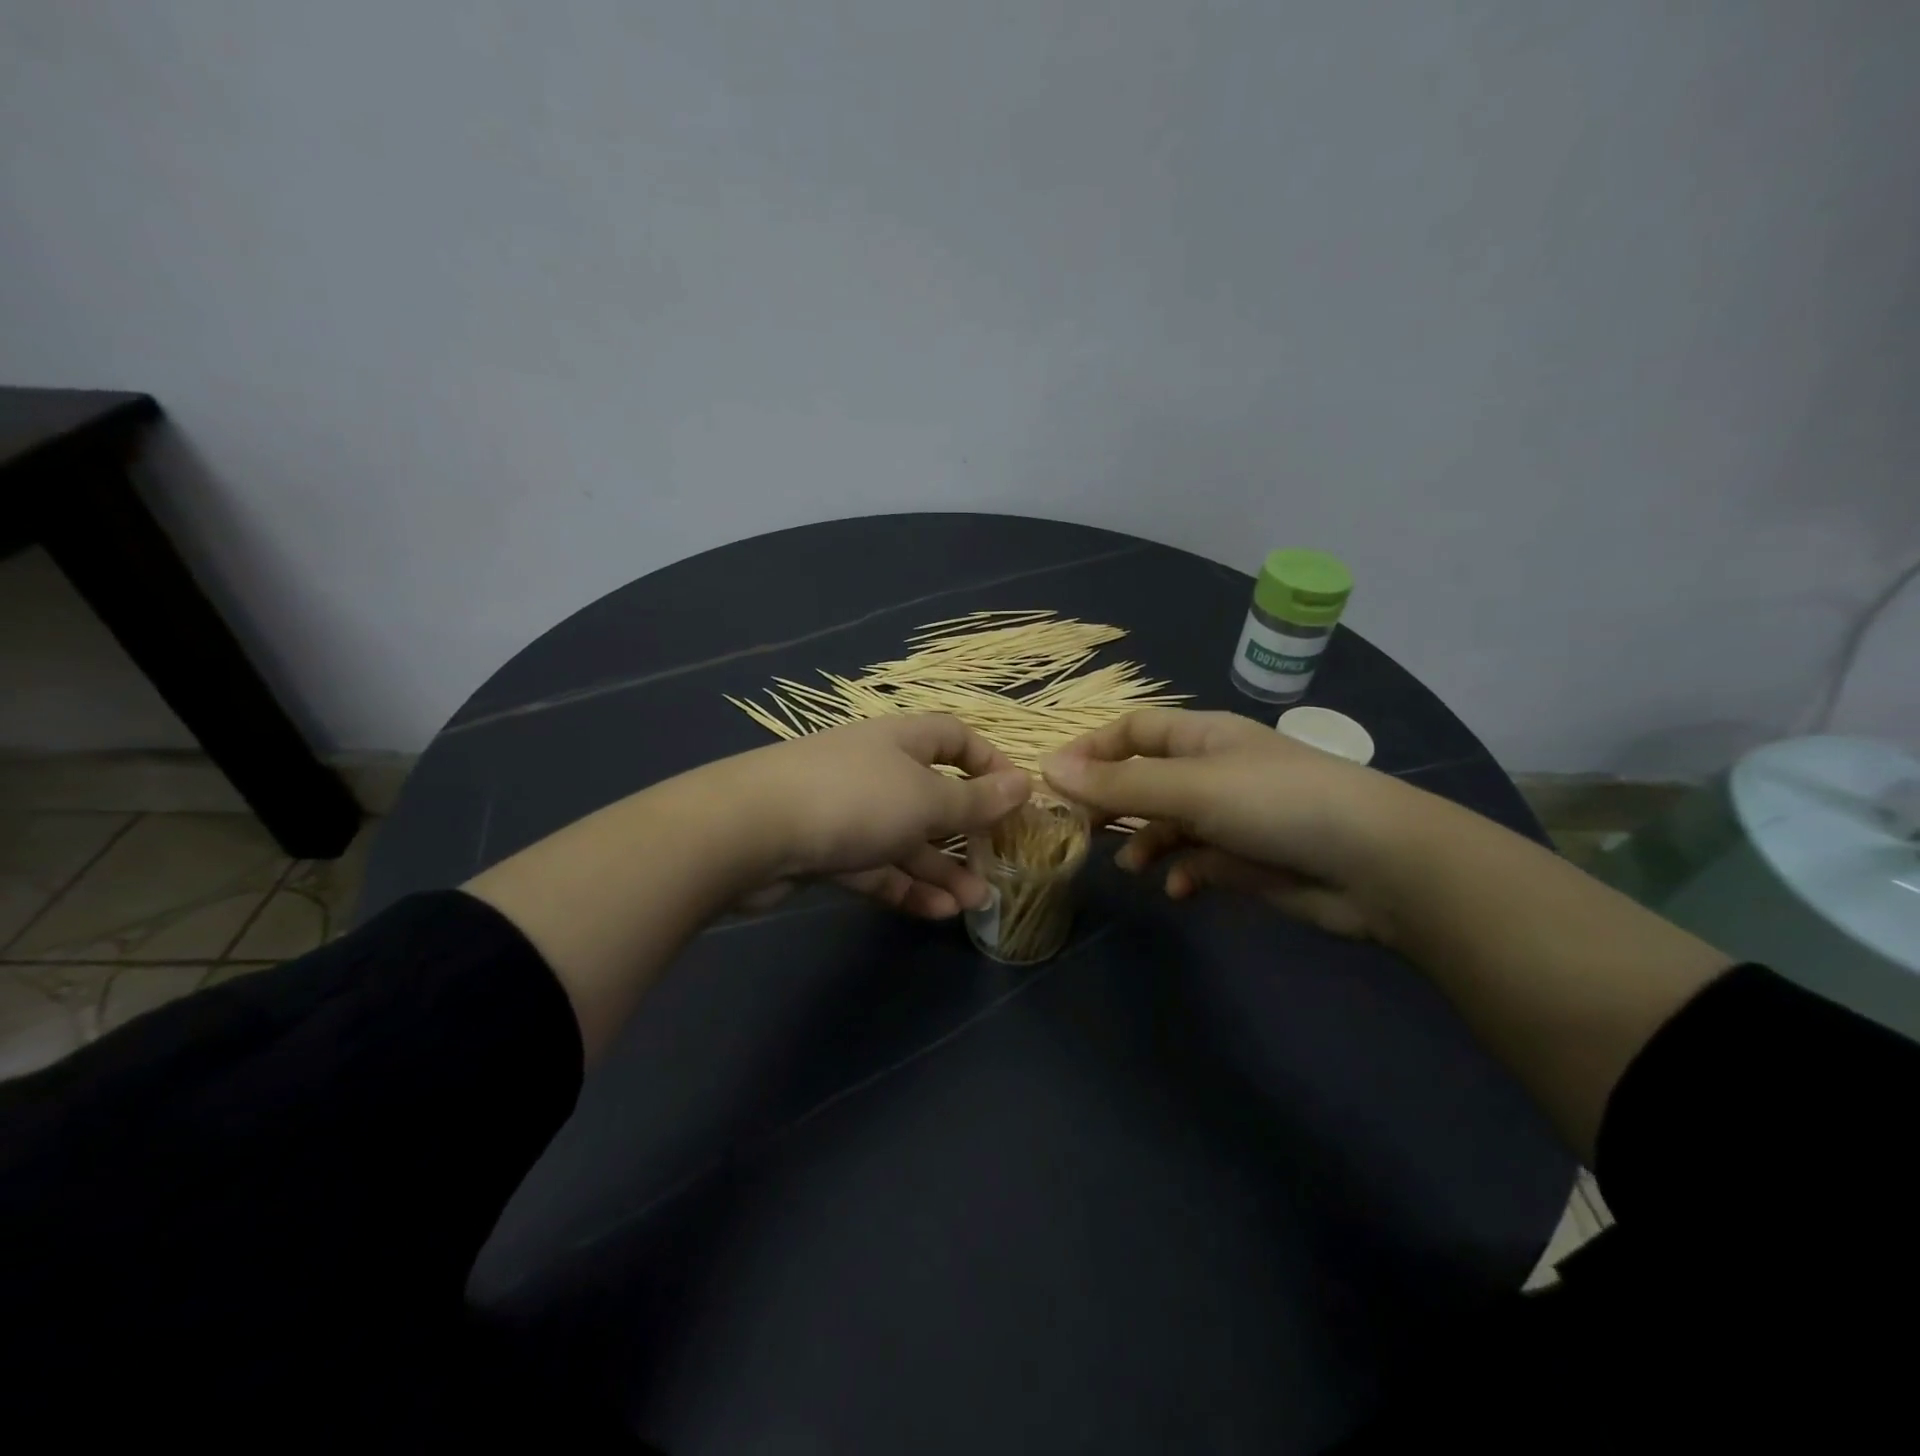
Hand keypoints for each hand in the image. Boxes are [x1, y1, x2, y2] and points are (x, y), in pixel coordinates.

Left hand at [728, 714, 1030, 919]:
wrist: (749, 832)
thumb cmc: (854, 800)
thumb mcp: (927, 801)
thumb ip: (976, 801)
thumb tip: (1023, 784)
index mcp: (901, 741)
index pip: (955, 738)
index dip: (989, 763)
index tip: (1016, 798)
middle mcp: (875, 769)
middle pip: (932, 795)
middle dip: (967, 832)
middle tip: (997, 866)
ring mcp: (847, 810)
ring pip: (905, 838)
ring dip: (940, 869)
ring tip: (973, 902)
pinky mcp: (824, 850)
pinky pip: (875, 866)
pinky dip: (904, 886)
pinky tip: (935, 911)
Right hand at [1041, 708, 1410, 940]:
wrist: (1374, 863)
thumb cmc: (1274, 802)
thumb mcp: (1189, 787)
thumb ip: (1118, 784)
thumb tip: (1047, 769)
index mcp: (1201, 737)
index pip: (1134, 731)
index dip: (1092, 750)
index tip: (1054, 780)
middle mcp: (1212, 772)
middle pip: (1145, 780)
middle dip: (1113, 803)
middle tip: (1078, 830)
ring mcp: (1230, 817)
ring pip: (1168, 825)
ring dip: (1145, 842)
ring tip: (1131, 865)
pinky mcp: (1246, 860)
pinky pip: (1196, 862)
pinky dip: (1181, 873)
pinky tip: (1177, 888)